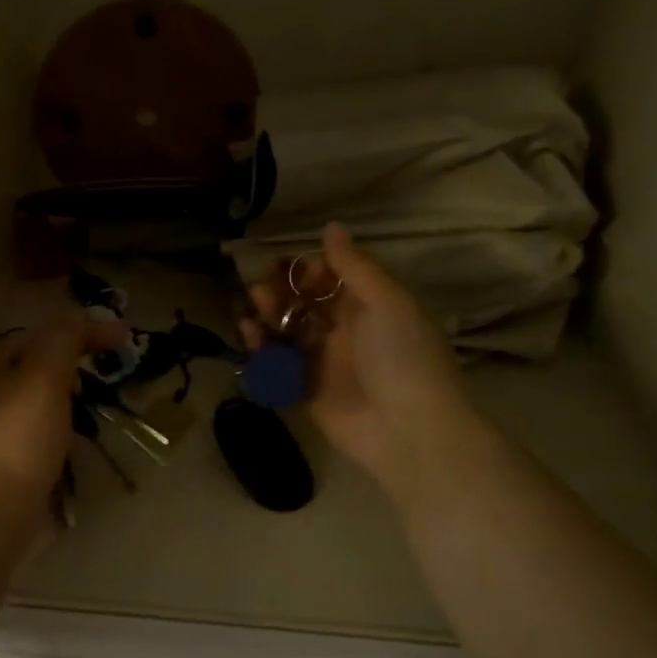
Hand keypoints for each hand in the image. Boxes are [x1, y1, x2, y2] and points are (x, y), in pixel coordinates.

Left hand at [0, 312, 125, 504]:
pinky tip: (71, 444)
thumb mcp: (46, 375)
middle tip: (100, 379)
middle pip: (30, 368)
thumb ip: (66, 337)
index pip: (33, 335)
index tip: (117, 343)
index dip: (77, 333)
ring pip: (31, 402)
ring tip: (91, 411)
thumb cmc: (21, 435)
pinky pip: (30, 434)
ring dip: (63, 403)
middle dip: (68, 370)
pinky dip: (53, 432)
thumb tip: (88, 314)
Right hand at [241, 222, 469, 485]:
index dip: (311, 269)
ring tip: (254, 304)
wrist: (408, 431)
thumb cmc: (402, 358)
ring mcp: (325, 362)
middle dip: (283, 290)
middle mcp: (346, 332)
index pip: (334, 279)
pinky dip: (261, 348)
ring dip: (268, 314)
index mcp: (372, 308)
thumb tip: (331, 226)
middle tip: (263, 286)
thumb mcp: (386, 303)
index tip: (293, 266)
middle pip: (306, 303)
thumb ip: (355, 266)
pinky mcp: (306, 391)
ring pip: (288, 331)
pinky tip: (248, 333)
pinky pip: (278, 364)